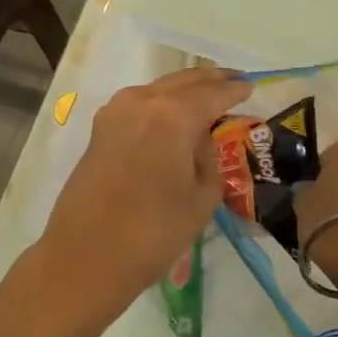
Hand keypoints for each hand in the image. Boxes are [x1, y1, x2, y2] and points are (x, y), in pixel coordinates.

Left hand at [36, 67, 250, 320]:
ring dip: (183, 90)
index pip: (212, 94)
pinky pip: (139, 105)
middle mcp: (141, 102)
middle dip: (210, 80)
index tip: (251, 85)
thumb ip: (208, 159)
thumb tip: (197, 140)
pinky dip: (161, 103)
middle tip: (233, 79)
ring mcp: (115, 112)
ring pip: (159, 90)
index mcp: (172, 116)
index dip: (234, 90)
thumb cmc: (153, 232)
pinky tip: (174, 114)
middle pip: (183, 82)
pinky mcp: (100, 129)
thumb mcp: (201, 198)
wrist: (86, 257)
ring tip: (207, 94)